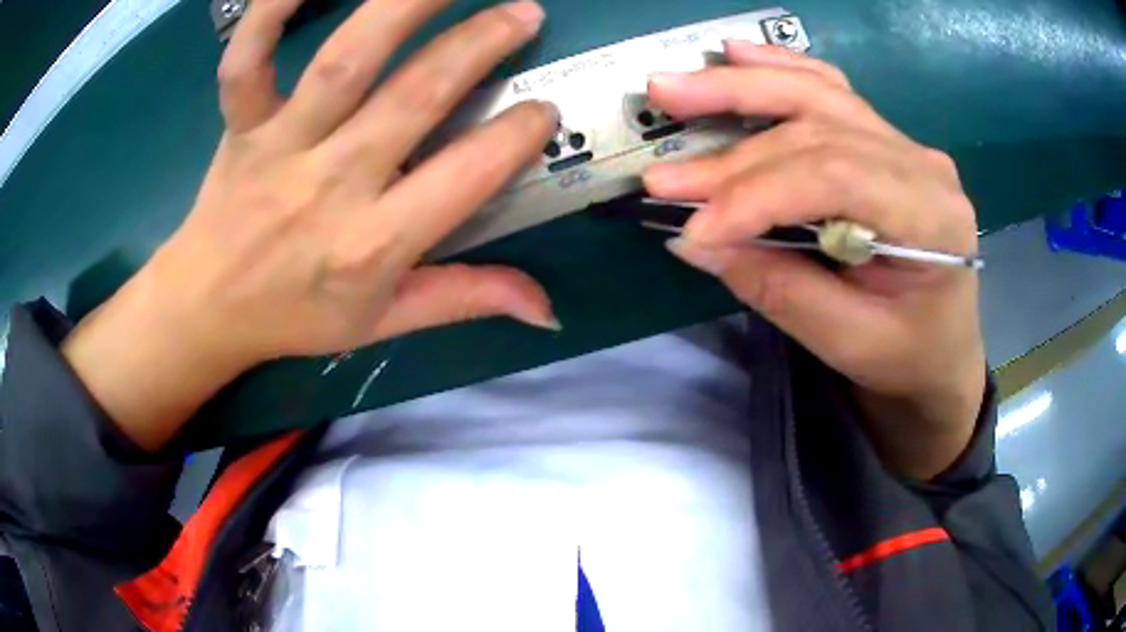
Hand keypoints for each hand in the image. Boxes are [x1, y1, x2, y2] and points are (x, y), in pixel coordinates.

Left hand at [63, 0, 558, 450]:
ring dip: (404, 6)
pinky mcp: (241, 124)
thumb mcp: (382, 323)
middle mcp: (330, 183)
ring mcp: (280, 145)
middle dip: (480, 45)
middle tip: (524, 13)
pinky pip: (246, 61)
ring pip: (346, 59)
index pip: (466, 175)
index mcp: (372, 243)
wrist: (207, 308)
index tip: (543, 110)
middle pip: (416, 96)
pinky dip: (267, 14)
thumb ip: (464, 299)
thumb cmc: (294, 315)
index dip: (516, 135)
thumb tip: (547, 309)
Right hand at [643, 42, 985, 477]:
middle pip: (817, 129)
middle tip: (661, 168)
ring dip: (741, 87)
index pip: (834, 178)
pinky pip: (828, 91)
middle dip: (733, 152)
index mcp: (932, 217)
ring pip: (816, 94)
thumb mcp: (849, 342)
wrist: (942, 349)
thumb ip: (778, 288)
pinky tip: (737, 54)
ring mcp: (903, 144)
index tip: (694, 228)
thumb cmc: (907, 356)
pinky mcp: (882, 140)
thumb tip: (693, 240)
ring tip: (675, 88)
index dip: (756, 196)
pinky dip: (779, 69)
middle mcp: (921, 163)